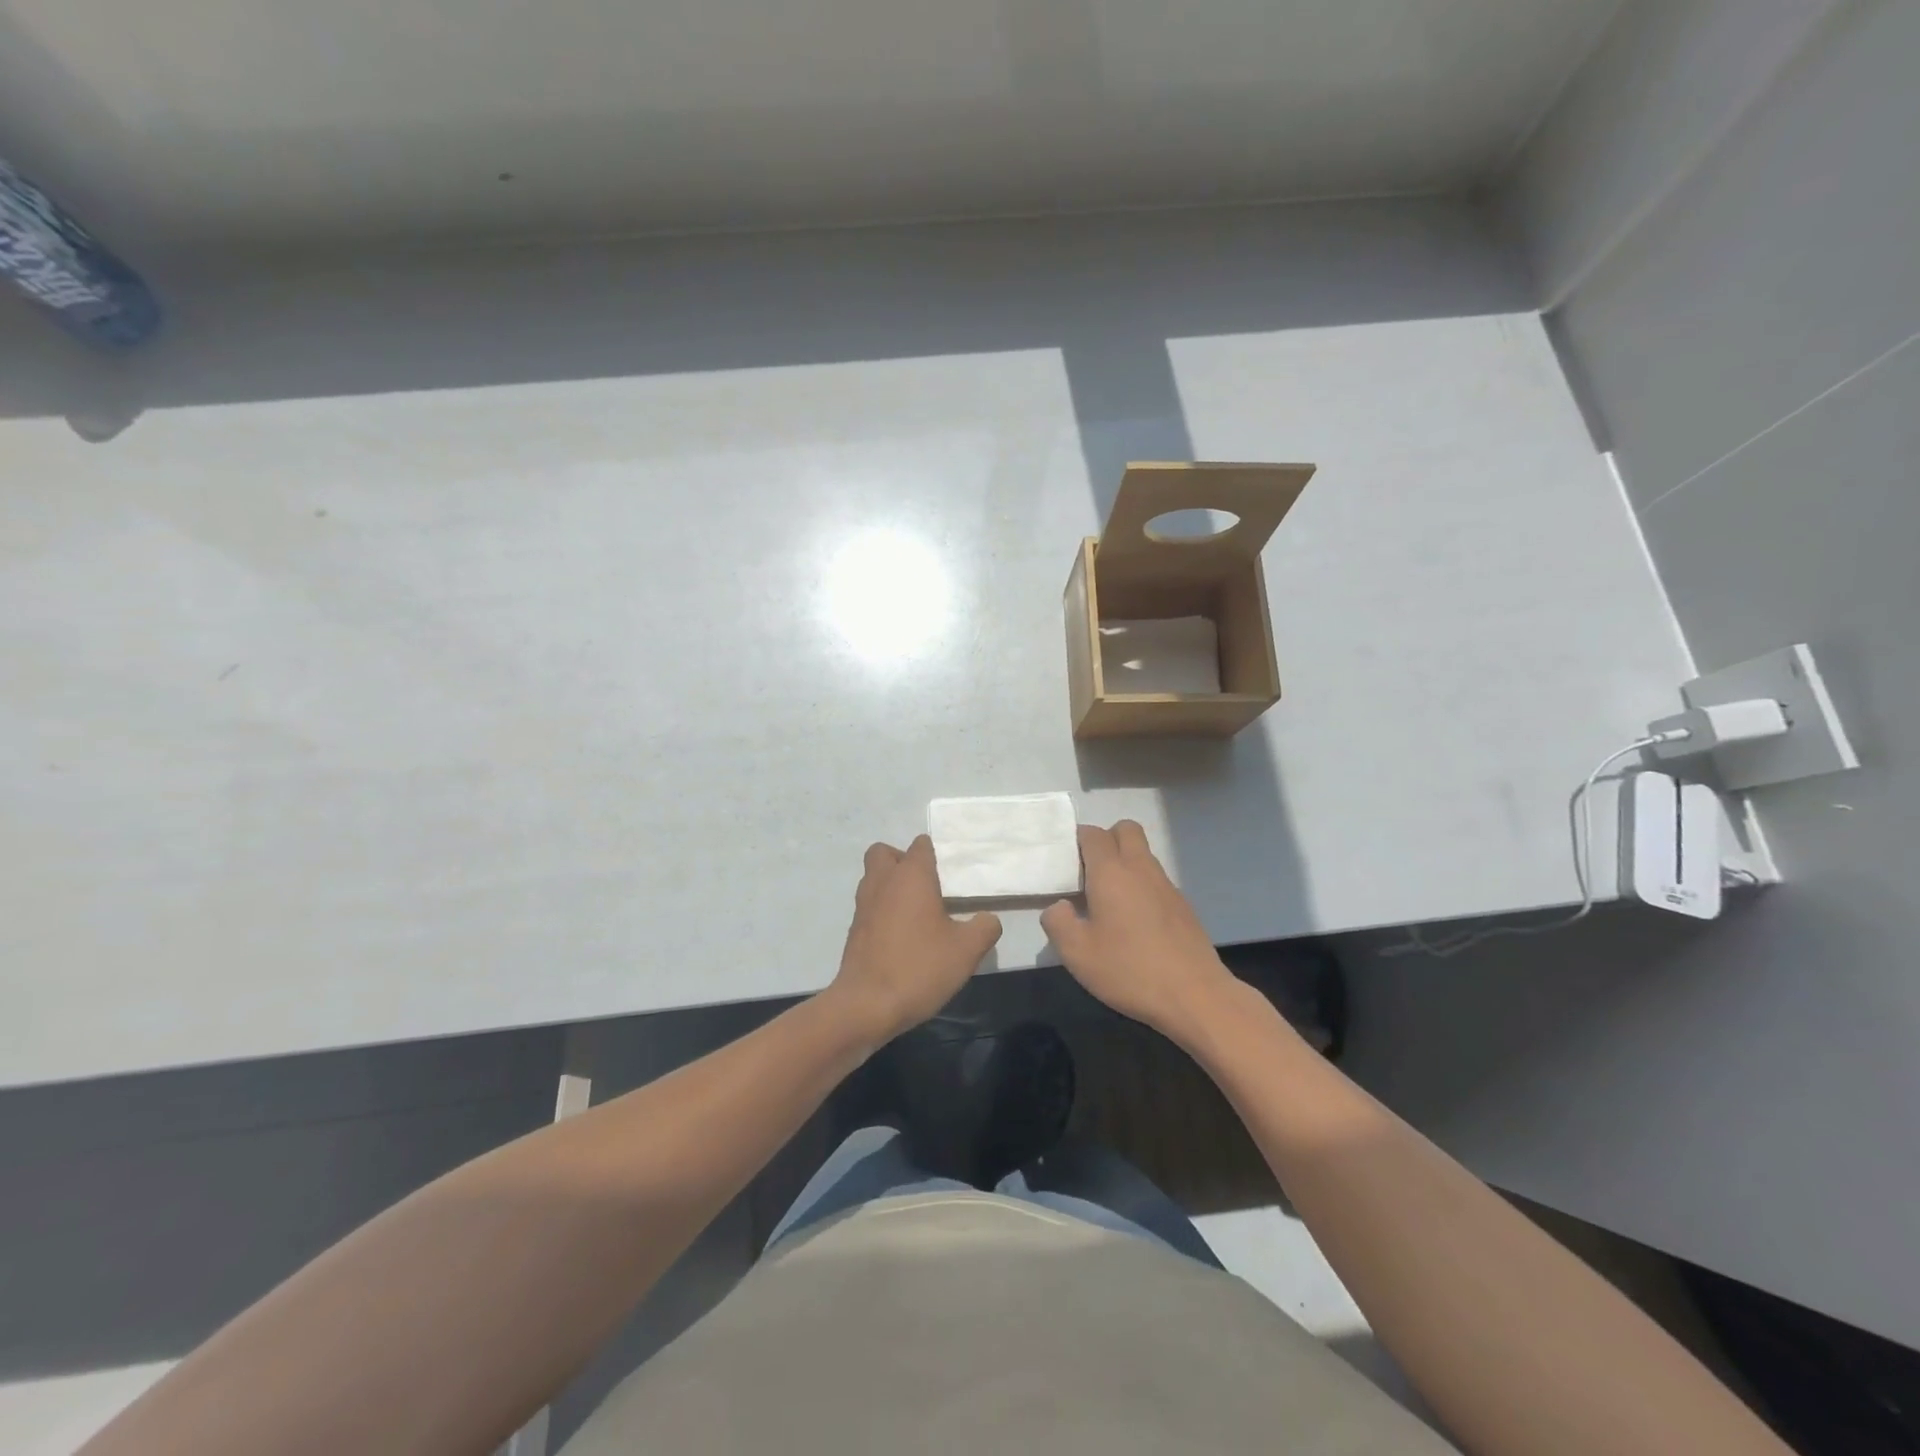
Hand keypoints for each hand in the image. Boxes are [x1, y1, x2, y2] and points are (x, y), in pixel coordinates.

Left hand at [828, 836, 1001, 1045]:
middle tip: (926, 886)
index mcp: (911, 876)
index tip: (951, 874)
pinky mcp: (854, 930)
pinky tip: (902, 937)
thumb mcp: (967, 950)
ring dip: (891, 886)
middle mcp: (883, 882)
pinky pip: (869, 906)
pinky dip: (882, 911)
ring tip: (917, 912)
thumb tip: (988, 919)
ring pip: (874, 878)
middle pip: (885, 853)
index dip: (935, 853)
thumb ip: (984, 928)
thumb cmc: (919, 967)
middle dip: (902, 861)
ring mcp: (863, 906)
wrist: (866, 1005)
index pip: (921, 845)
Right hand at [1041, 821, 1238, 1043]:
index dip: (1077, 840)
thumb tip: (1059, 906)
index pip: (1093, 834)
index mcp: (1111, 872)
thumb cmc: (1129, 970)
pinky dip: (1141, 885)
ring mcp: (1166, 885)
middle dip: (1106, 839)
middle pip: (1125, 829)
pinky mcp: (1183, 905)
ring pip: (1143, 853)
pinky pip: (1156, 879)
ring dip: (1125, 862)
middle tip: (1089, 873)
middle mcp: (1141, 868)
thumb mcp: (1076, 953)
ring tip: (1109, 900)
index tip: (1066, 863)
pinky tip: (1135, 922)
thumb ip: (1057, 921)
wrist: (1194, 995)